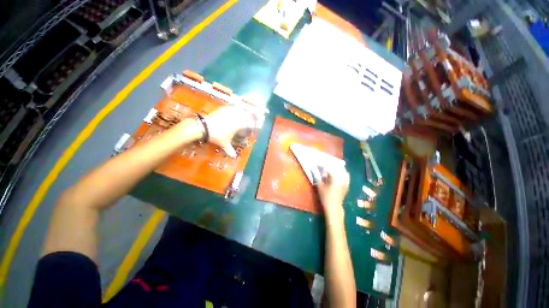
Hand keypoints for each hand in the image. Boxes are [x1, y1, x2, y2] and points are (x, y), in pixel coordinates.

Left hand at [205, 106, 255, 157]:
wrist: (204, 127)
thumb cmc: (217, 136)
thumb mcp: (224, 144)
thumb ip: (230, 150)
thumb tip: (234, 157)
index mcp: (239, 125)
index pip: (251, 123)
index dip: (255, 125)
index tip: (258, 127)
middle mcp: (237, 117)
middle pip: (248, 115)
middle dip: (252, 117)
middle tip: (253, 120)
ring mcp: (230, 112)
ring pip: (241, 110)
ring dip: (244, 113)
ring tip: (245, 115)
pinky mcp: (223, 109)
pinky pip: (232, 108)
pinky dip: (235, 109)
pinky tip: (235, 111)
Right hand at [317, 167, 349, 220]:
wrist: (334, 207)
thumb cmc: (325, 196)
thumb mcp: (319, 185)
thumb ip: (316, 175)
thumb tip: (313, 168)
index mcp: (334, 177)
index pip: (328, 166)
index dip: (321, 164)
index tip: (316, 163)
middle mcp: (342, 176)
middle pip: (336, 166)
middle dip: (329, 163)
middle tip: (322, 163)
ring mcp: (346, 180)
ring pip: (341, 169)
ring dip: (335, 166)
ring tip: (329, 166)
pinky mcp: (347, 183)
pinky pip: (345, 174)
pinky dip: (341, 171)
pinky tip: (336, 171)